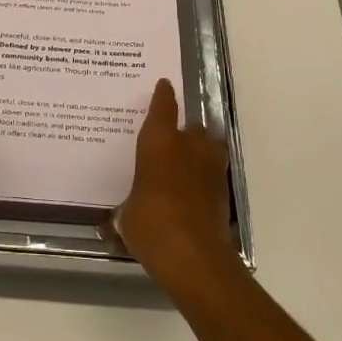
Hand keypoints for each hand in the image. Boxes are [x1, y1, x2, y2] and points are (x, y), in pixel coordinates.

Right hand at [113, 79, 238, 289]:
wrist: (194, 255)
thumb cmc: (151, 224)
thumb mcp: (127, 214)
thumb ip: (127, 205)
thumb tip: (117, 216)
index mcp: (159, 142)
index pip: (163, 107)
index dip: (163, 95)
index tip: (164, 85)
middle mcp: (188, 146)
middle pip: (191, 126)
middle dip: (183, 131)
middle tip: (171, 140)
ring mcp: (210, 167)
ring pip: (209, 145)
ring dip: (201, 149)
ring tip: (189, 161)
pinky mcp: (223, 191)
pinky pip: (214, 172)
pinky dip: (206, 176)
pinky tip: (195, 189)